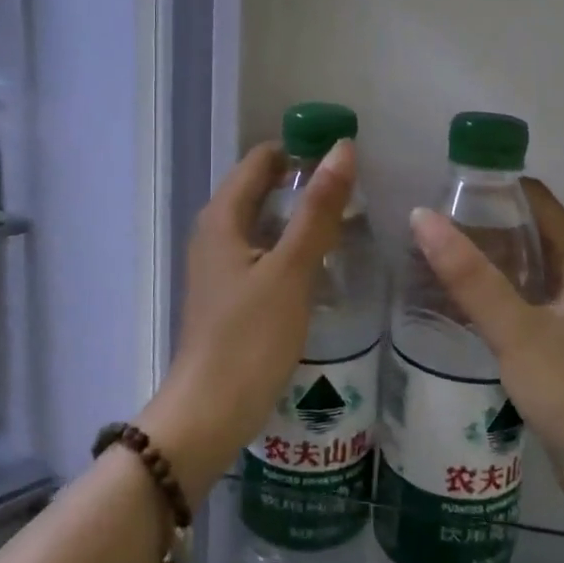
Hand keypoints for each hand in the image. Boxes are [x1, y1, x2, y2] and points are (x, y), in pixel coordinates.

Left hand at [139, 139, 354, 499]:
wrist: (209, 413)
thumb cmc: (250, 338)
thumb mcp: (291, 270)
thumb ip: (318, 210)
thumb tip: (342, 148)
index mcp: (222, 217)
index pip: (260, 159)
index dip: (300, 150)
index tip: (344, 158)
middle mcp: (214, 232)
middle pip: (260, 188)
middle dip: (304, 183)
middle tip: (354, 193)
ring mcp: (219, 265)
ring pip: (263, 222)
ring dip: (299, 217)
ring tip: (346, 223)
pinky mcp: (228, 294)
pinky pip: (262, 253)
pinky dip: (290, 247)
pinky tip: (320, 264)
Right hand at [410, 180, 563, 517]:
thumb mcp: (516, 329)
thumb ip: (469, 276)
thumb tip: (422, 216)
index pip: (538, 201)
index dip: (497, 186)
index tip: (448, 183)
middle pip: (526, 232)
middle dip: (481, 222)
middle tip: (427, 220)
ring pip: (519, 269)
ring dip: (482, 259)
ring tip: (429, 254)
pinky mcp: (555, 344)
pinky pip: (516, 301)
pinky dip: (487, 292)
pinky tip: (451, 301)